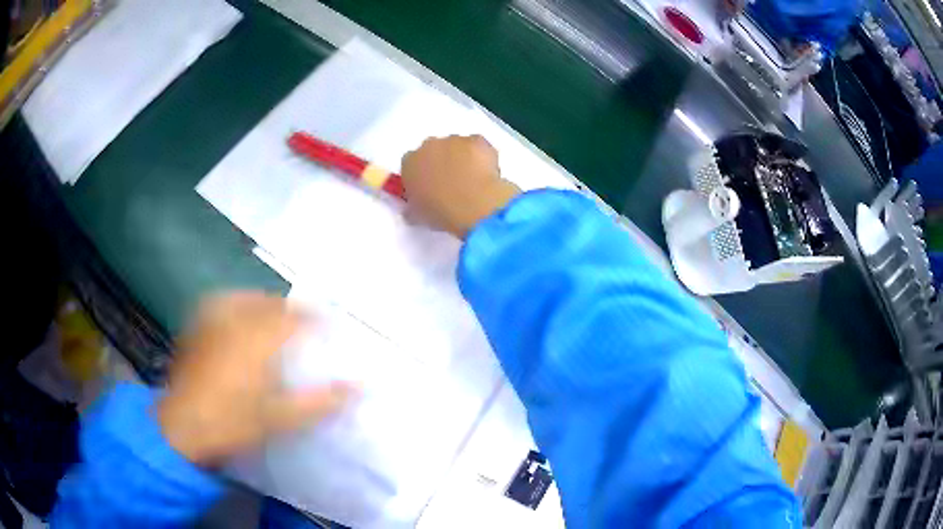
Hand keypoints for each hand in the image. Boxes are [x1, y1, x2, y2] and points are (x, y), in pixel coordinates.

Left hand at [157, 292, 356, 465]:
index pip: (296, 317)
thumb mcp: (282, 418)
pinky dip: (236, 305)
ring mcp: (212, 322)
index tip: (331, 322)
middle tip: (304, 323)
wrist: (182, 427)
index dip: (316, 317)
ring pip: (243, 298)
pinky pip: (220, 304)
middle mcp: (236, 321)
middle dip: (290, 309)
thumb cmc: (234, 423)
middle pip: (269, 303)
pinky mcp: (196, 328)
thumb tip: (360, 386)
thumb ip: (321, 401)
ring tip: (274, 316)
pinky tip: (237, 318)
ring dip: (263, 303)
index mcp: (259, 340)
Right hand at [401, 135, 520, 238]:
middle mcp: (429, 145)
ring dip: (463, 159)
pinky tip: (486, 174)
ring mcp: (455, 140)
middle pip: (434, 150)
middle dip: (442, 163)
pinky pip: (478, 146)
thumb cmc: (440, 212)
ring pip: (458, 146)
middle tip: (453, 183)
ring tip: (473, 181)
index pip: (412, 163)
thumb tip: (413, 209)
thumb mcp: (417, 216)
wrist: (472, 205)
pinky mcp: (477, 140)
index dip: (422, 175)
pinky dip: (481, 156)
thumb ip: (413, 207)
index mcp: (410, 163)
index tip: (430, 187)